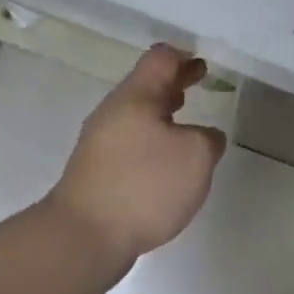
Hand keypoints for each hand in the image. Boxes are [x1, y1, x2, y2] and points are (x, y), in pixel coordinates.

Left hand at [48, 44, 226, 265]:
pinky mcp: (97, 171)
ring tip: (186, 118)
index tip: (204, 62)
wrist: (84, 236)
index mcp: (136, 97)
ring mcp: (100, 143)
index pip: (161, 59)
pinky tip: (166, 160)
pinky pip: (130, 142)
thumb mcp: (197, 156)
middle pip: (146, 84)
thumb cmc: (145, 185)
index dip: (185, 56)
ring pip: (137, 114)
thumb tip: (203, 137)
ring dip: (163, 110)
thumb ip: (209, 138)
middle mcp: (114, 113)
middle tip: (200, 79)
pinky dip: (152, 138)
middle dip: (176, 81)